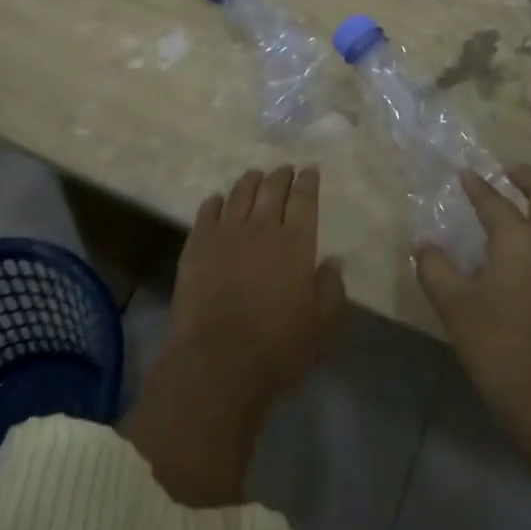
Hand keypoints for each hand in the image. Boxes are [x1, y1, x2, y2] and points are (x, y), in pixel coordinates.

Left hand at [172, 164, 346, 411]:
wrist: (218, 360)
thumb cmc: (279, 346)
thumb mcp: (322, 325)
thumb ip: (331, 288)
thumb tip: (333, 261)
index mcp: (296, 242)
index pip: (304, 198)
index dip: (308, 181)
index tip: (310, 169)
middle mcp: (261, 227)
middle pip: (272, 189)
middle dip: (281, 175)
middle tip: (285, 170)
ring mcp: (226, 233)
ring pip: (239, 193)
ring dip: (249, 181)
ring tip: (254, 176)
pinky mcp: (197, 246)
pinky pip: (206, 212)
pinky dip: (215, 201)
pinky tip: (217, 200)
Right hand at [416, 164, 530, 433]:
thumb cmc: (497, 345)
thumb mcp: (454, 305)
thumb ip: (434, 268)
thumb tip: (424, 245)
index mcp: (522, 241)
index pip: (496, 202)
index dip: (477, 187)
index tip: (464, 174)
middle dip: (528, 177)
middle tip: (507, 171)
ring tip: (506, 216)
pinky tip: (516, 259)